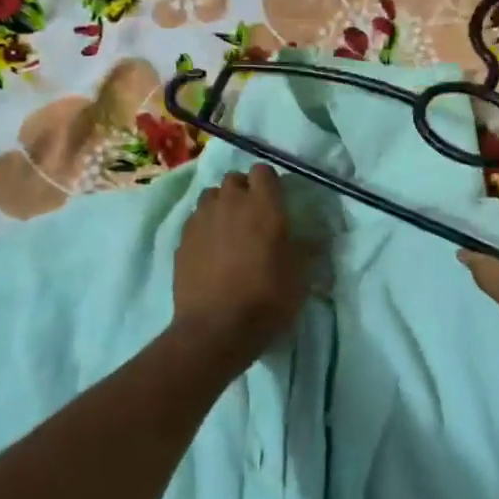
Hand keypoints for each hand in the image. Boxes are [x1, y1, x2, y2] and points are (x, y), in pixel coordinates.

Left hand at [172, 164, 310, 365]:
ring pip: (211, 196)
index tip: (277, 201)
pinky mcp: (182, 239)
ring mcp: (201, 219)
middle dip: (244, 191)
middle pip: (234, 179)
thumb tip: (316, 238)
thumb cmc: (267, 299)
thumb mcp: (300, 277)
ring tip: (229, 230)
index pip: (264, 171)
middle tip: (253, 216)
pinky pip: (195, 220)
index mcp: (263, 205)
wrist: (216, 328)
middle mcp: (230, 203)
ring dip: (221, 205)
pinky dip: (205, 227)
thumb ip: (306, 250)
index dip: (270, 183)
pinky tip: (211, 250)